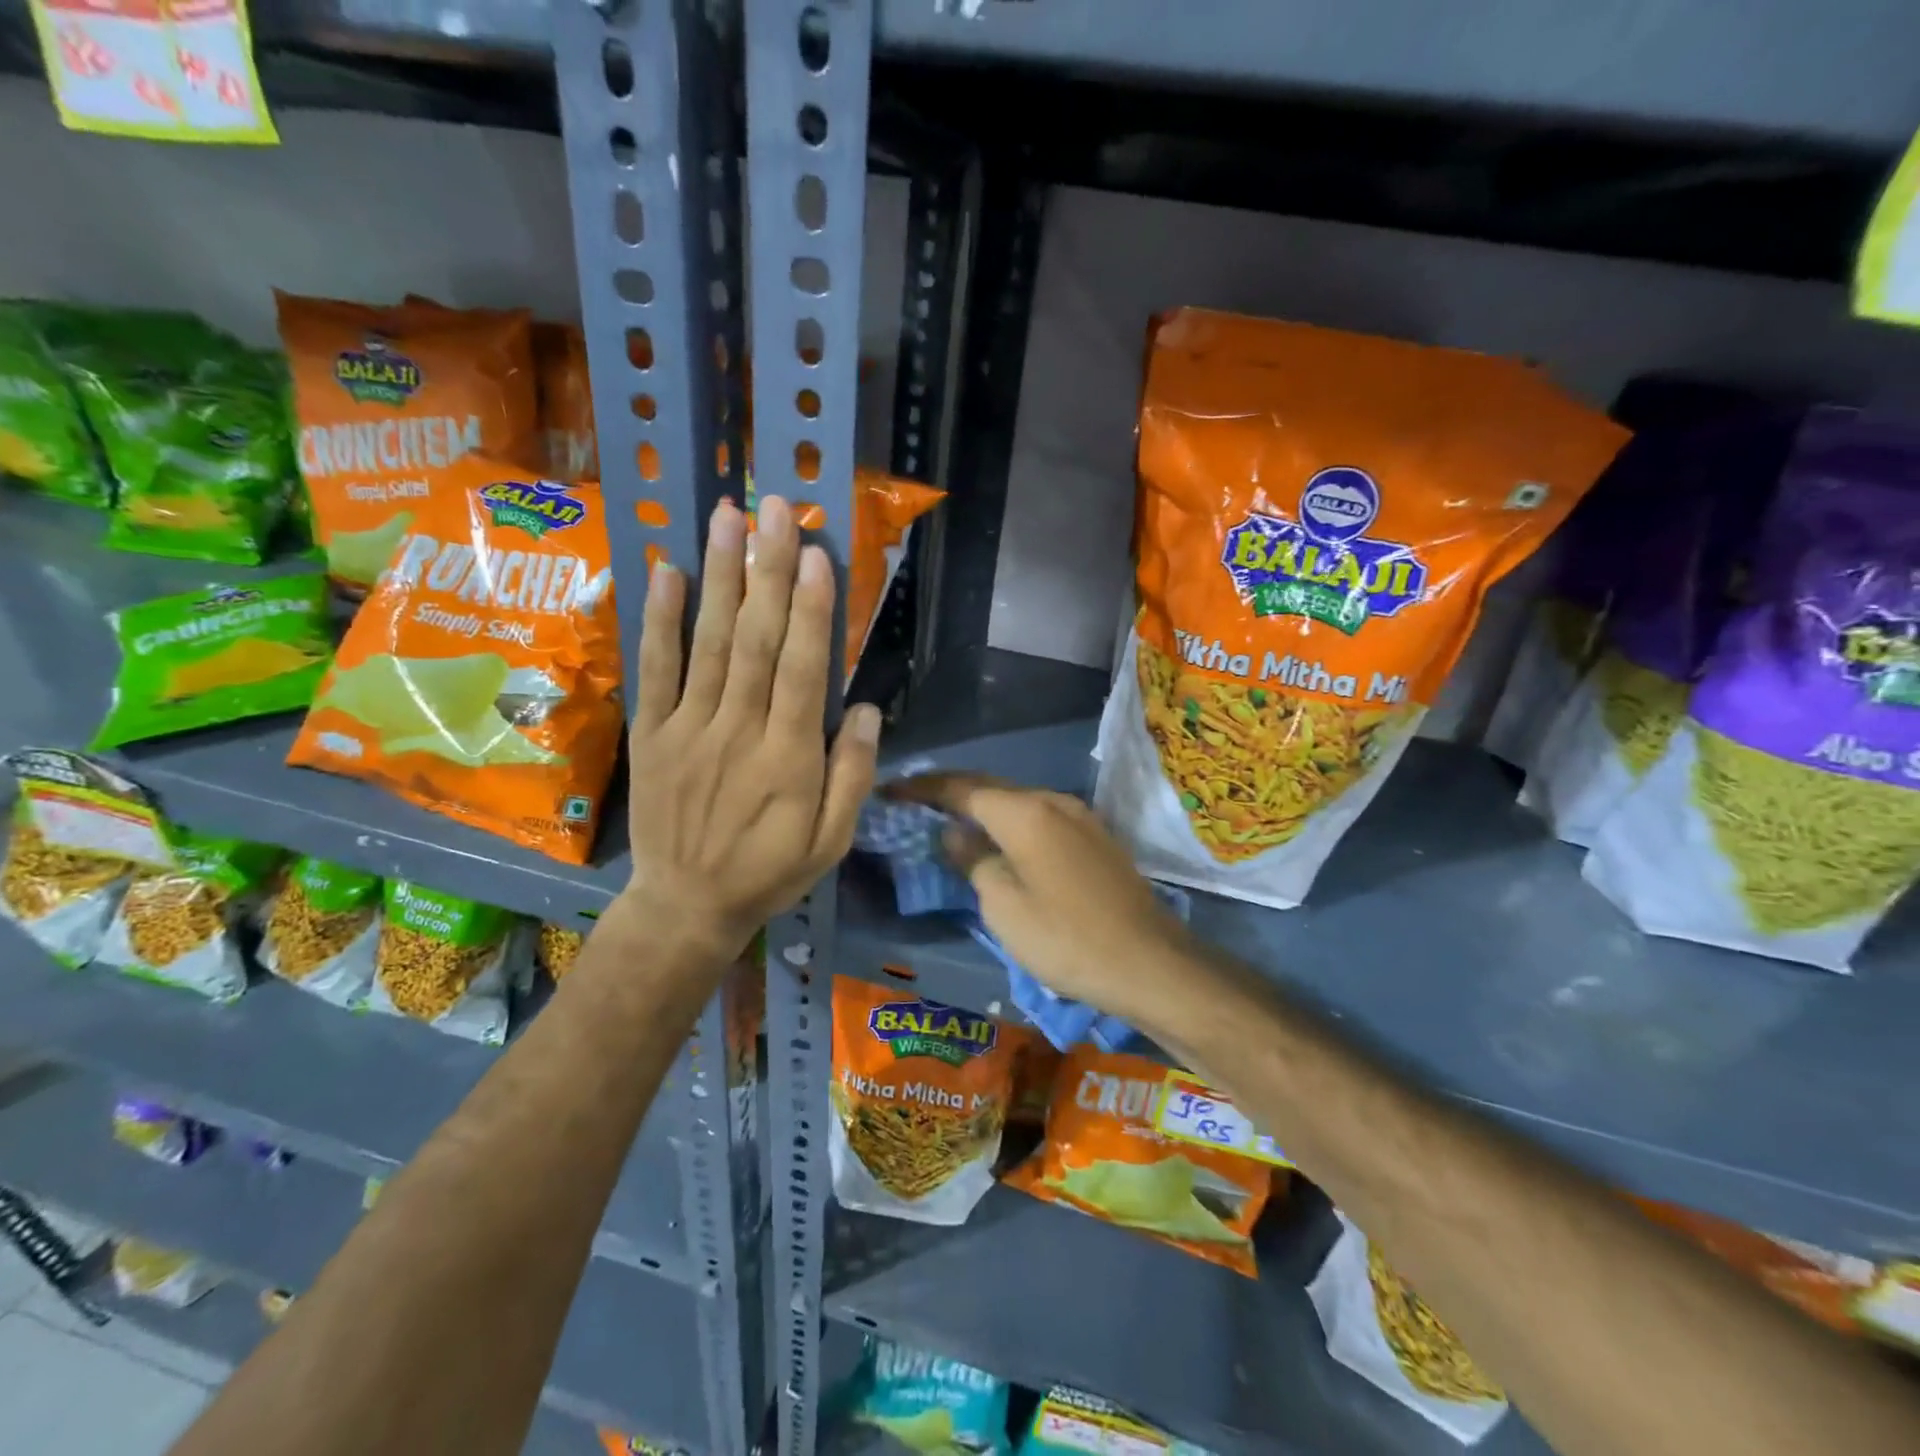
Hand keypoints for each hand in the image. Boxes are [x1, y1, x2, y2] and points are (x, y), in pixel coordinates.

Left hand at [621, 495, 879, 960]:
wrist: (686, 905)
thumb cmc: (770, 871)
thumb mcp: (832, 842)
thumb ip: (852, 776)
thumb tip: (865, 709)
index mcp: (789, 759)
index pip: (801, 671)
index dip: (809, 611)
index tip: (814, 554)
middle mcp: (738, 732)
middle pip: (755, 641)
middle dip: (767, 571)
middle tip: (776, 508)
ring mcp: (688, 729)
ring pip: (707, 643)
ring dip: (719, 577)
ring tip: (727, 517)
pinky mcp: (652, 733)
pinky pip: (654, 670)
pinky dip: (659, 620)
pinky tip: (668, 571)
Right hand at [889, 775, 1190, 1025]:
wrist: (1150, 962)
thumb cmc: (1066, 938)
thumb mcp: (1004, 906)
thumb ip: (973, 860)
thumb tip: (954, 833)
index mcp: (1024, 811)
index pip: (960, 788)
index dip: (922, 788)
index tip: (890, 789)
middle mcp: (1052, 800)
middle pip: (990, 787)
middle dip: (950, 792)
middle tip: (914, 803)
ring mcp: (1080, 816)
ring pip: (1017, 801)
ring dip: (982, 808)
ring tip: (950, 820)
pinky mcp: (1096, 837)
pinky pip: (1040, 817)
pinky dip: (1010, 823)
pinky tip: (999, 840)